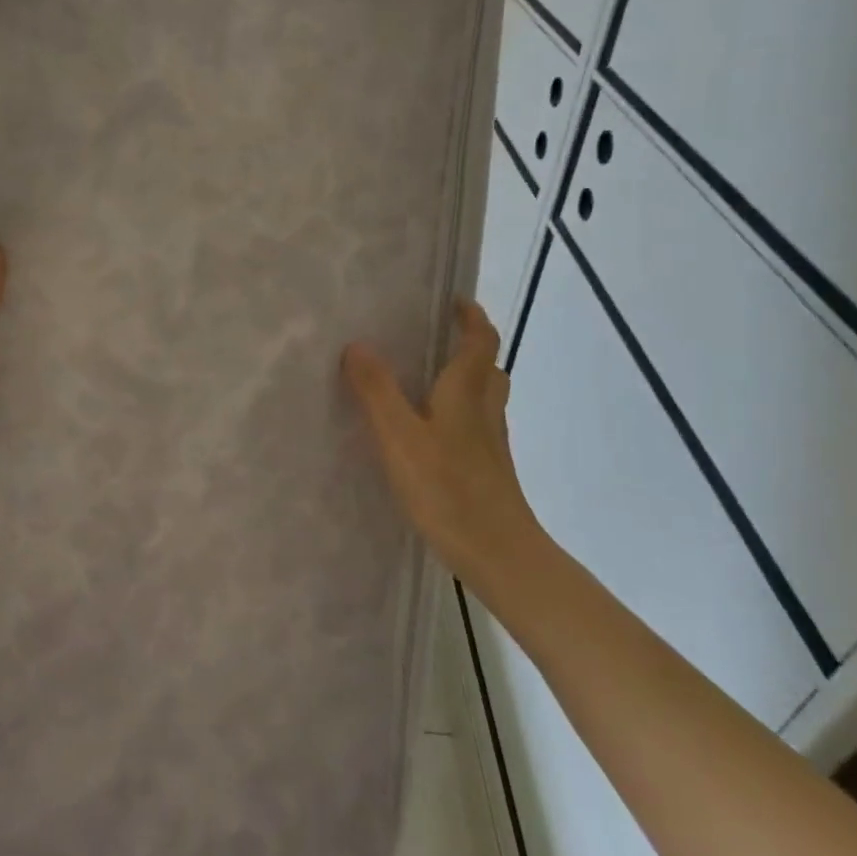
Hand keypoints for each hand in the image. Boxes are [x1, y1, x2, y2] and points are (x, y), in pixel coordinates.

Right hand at [343, 301, 545, 592]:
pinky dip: (459, 414)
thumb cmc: (448, 489)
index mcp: (467, 392)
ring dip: (465, 380)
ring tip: (428, 380)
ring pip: (484, 398)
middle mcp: (486, 410)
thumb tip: (357, 345)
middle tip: (435, 338)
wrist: (499, 554)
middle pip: (487, 367)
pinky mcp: (489, 470)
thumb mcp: (400, 436)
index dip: (471, 315)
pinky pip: (476, 426)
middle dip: (468, 346)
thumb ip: (377, 391)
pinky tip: (431, 434)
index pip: (481, 339)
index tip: (453, 300)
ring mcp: (491, 443)